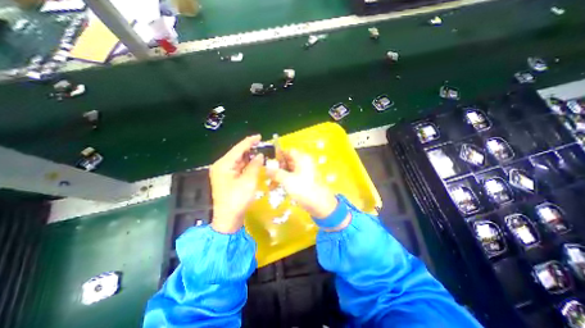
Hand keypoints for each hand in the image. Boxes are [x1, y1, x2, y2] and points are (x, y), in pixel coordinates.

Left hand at [209, 135, 263, 232]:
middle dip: (250, 149)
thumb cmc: (238, 200)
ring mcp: (223, 172)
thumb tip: (260, 155)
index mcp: (224, 164)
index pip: (238, 149)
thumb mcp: (249, 181)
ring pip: (238, 160)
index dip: (249, 141)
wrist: (228, 219)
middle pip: (237, 153)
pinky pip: (238, 167)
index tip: (260, 136)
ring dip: (250, 157)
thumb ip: (255, 165)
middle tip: (263, 146)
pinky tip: (255, 163)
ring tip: (261, 152)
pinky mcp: (227, 178)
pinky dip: (247, 165)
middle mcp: (221, 166)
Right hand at [267, 150, 335, 218]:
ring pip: (289, 170)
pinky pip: (292, 177)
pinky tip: (276, 188)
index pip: (288, 151)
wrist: (320, 205)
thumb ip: (276, 173)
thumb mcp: (287, 180)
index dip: (278, 155)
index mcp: (302, 158)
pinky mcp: (304, 181)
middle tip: (267, 175)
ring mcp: (305, 172)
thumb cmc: (304, 189)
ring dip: (279, 176)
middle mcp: (304, 163)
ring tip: (270, 185)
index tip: (268, 162)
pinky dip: (285, 181)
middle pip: (288, 161)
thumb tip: (266, 168)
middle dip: (277, 168)